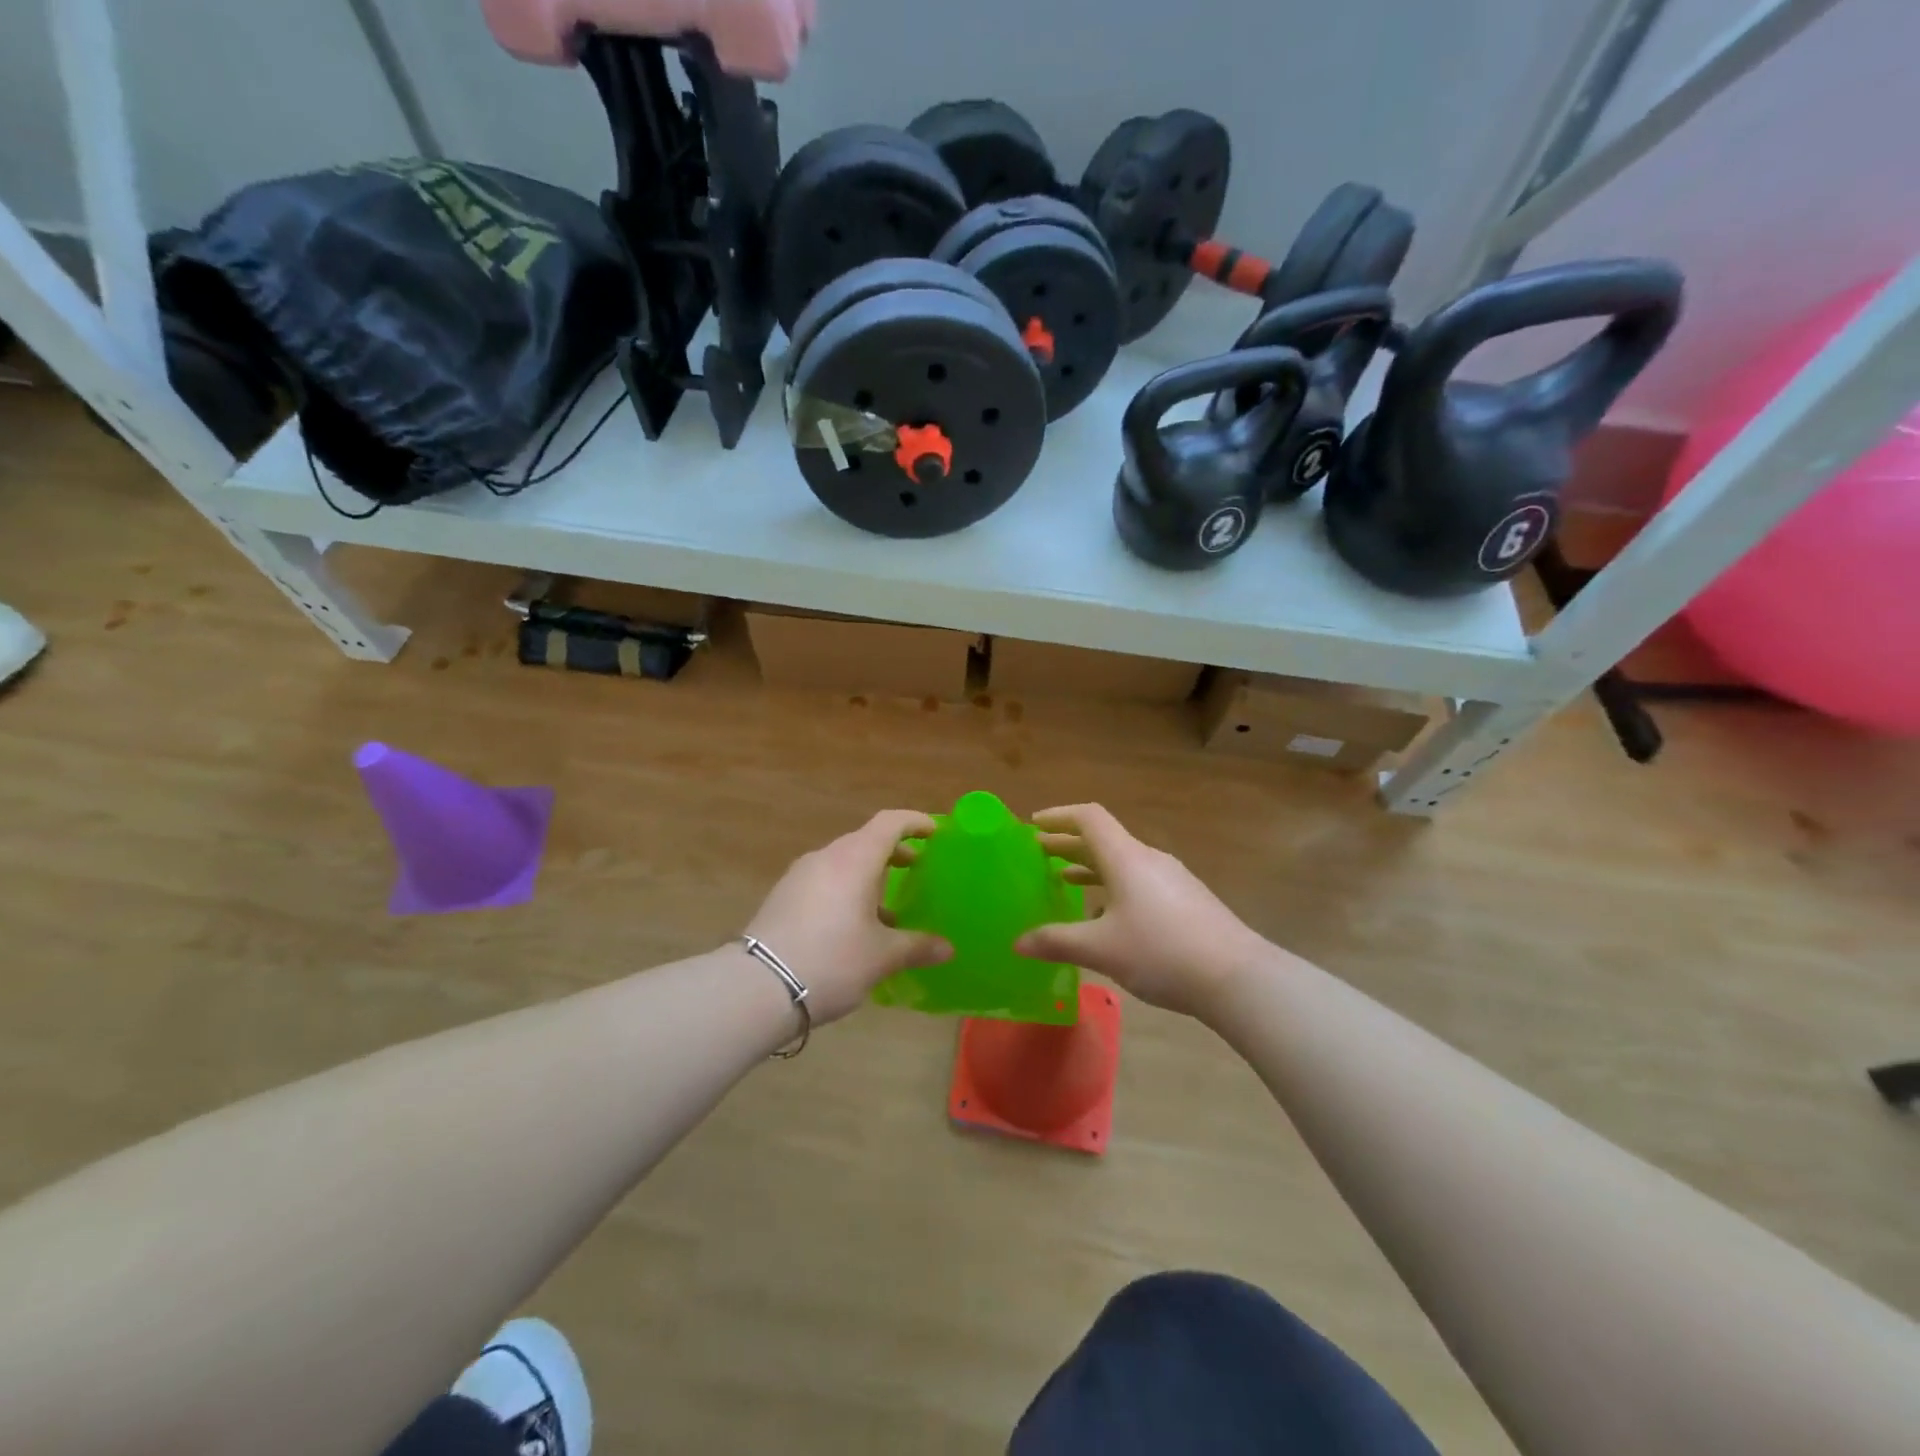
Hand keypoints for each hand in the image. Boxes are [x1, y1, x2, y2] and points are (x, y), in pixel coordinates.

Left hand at [744, 810, 952, 1023]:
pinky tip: (853, 925)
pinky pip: (824, 881)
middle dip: (893, 852)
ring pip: (842, 862)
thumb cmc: (832, 960)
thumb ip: (917, 946)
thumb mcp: (881, 956)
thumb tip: (948, 948)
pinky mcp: (782, 897)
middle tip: (917, 869)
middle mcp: (826, 858)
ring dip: (868, 874)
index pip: (889, 823)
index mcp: (854, 860)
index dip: (914, 822)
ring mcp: (799, 876)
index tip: (935, 833)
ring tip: (887, 906)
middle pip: (865, 841)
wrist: (757, 987)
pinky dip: (846, 890)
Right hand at [1013, 804, 1270, 1018]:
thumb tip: (1017, 943)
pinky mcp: (1186, 901)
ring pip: (1122, 863)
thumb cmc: (1161, 952)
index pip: (1089, 818)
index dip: (1059, 816)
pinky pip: (1139, 881)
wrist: (1237, 977)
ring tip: (1063, 882)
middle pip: (1103, 840)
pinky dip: (1113, 887)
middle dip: (1068, 845)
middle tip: (1037, 855)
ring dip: (1090, 868)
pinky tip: (1106, 917)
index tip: (1033, 825)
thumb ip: (1057, 941)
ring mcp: (1171, 879)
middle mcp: (1148, 859)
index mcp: (1126, 857)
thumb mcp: (1101, 949)